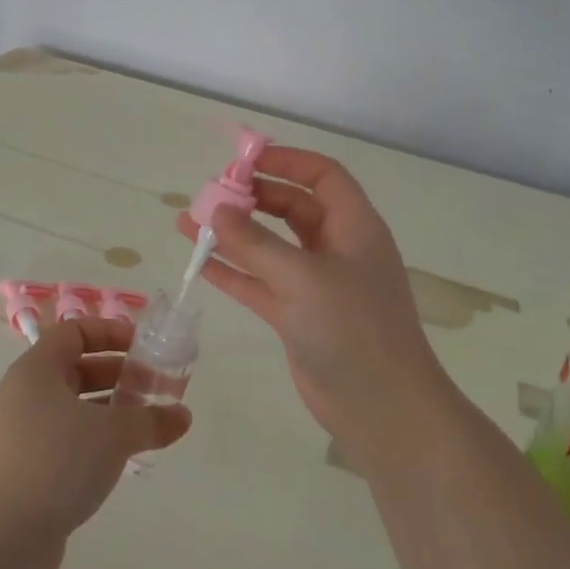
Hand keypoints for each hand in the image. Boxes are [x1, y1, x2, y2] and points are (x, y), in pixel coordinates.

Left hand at [0, 317, 191, 568]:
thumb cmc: (55, 462)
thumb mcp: (112, 435)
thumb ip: (150, 420)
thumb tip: (182, 416)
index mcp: (37, 369)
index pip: (75, 332)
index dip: (112, 332)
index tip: (146, 348)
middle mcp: (25, 395)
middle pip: (77, 369)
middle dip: (120, 375)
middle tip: (159, 391)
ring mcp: (22, 434)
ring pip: (74, 409)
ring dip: (112, 412)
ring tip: (149, 427)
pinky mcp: (25, 470)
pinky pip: (67, 442)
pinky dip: (95, 443)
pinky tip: (122, 461)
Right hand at [175, 147, 450, 459]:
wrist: (381, 409)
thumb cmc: (353, 329)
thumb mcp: (302, 277)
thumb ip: (255, 243)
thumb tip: (216, 211)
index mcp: (354, 227)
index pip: (322, 176)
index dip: (286, 161)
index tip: (242, 159)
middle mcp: (337, 249)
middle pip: (292, 207)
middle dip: (252, 197)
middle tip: (210, 194)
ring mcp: (316, 284)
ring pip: (270, 246)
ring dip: (233, 234)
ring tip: (188, 221)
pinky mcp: (298, 316)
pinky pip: (261, 282)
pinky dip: (233, 271)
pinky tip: (200, 261)